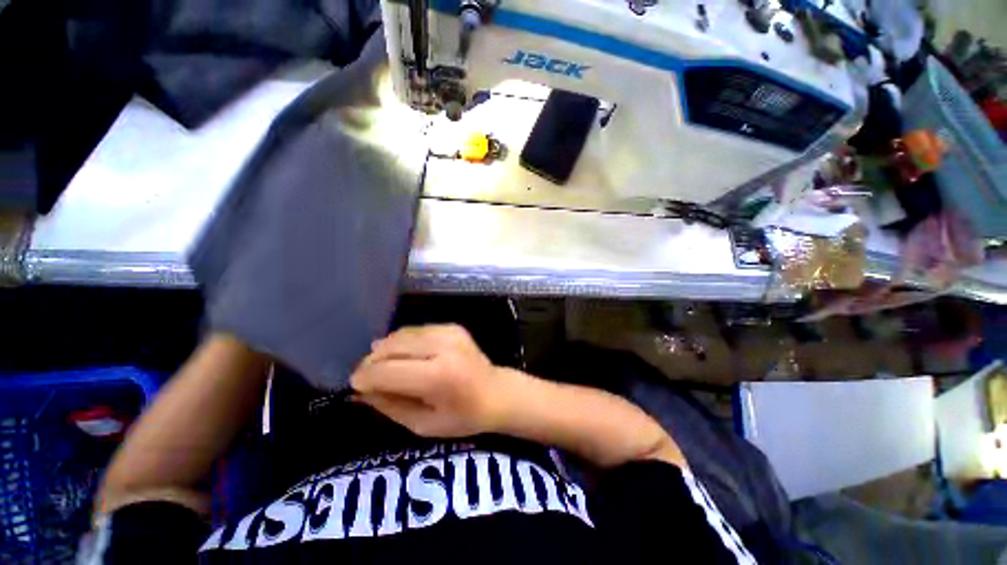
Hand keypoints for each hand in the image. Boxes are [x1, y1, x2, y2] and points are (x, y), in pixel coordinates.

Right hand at [350, 325, 506, 437]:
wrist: (496, 392)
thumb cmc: (463, 417)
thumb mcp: (422, 424)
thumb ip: (389, 406)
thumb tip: (359, 391)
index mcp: (437, 376)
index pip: (386, 371)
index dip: (364, 377)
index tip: (354, 385)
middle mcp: (442, 347)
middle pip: (392, 346)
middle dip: (371, 361)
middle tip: (365, 376)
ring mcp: (449, 332)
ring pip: (402, 334)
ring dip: (385, 349)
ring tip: (381, 365)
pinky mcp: (452, 326)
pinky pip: (416, 330)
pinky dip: (403, 342)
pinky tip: (403, 355)